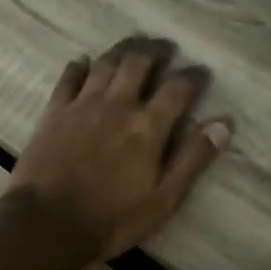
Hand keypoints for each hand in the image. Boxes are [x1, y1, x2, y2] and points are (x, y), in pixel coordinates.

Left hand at [5, 37, 230, 265]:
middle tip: (166, 47)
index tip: (202, 72)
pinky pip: (69, 78)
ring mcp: (82, 105)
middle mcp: (117, 105)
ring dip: (123, 50)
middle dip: (156, 50)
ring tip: (134, 45)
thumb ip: (192, 160)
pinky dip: (80, 66)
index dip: (193, 76)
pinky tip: (84, 62)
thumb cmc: (112, 219)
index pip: (178, 88)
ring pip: (106, 63)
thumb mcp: (164, 199)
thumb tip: (223, 125)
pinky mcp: (54, 112)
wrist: (47, 223)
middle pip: (139, 63)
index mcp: (148, 126)